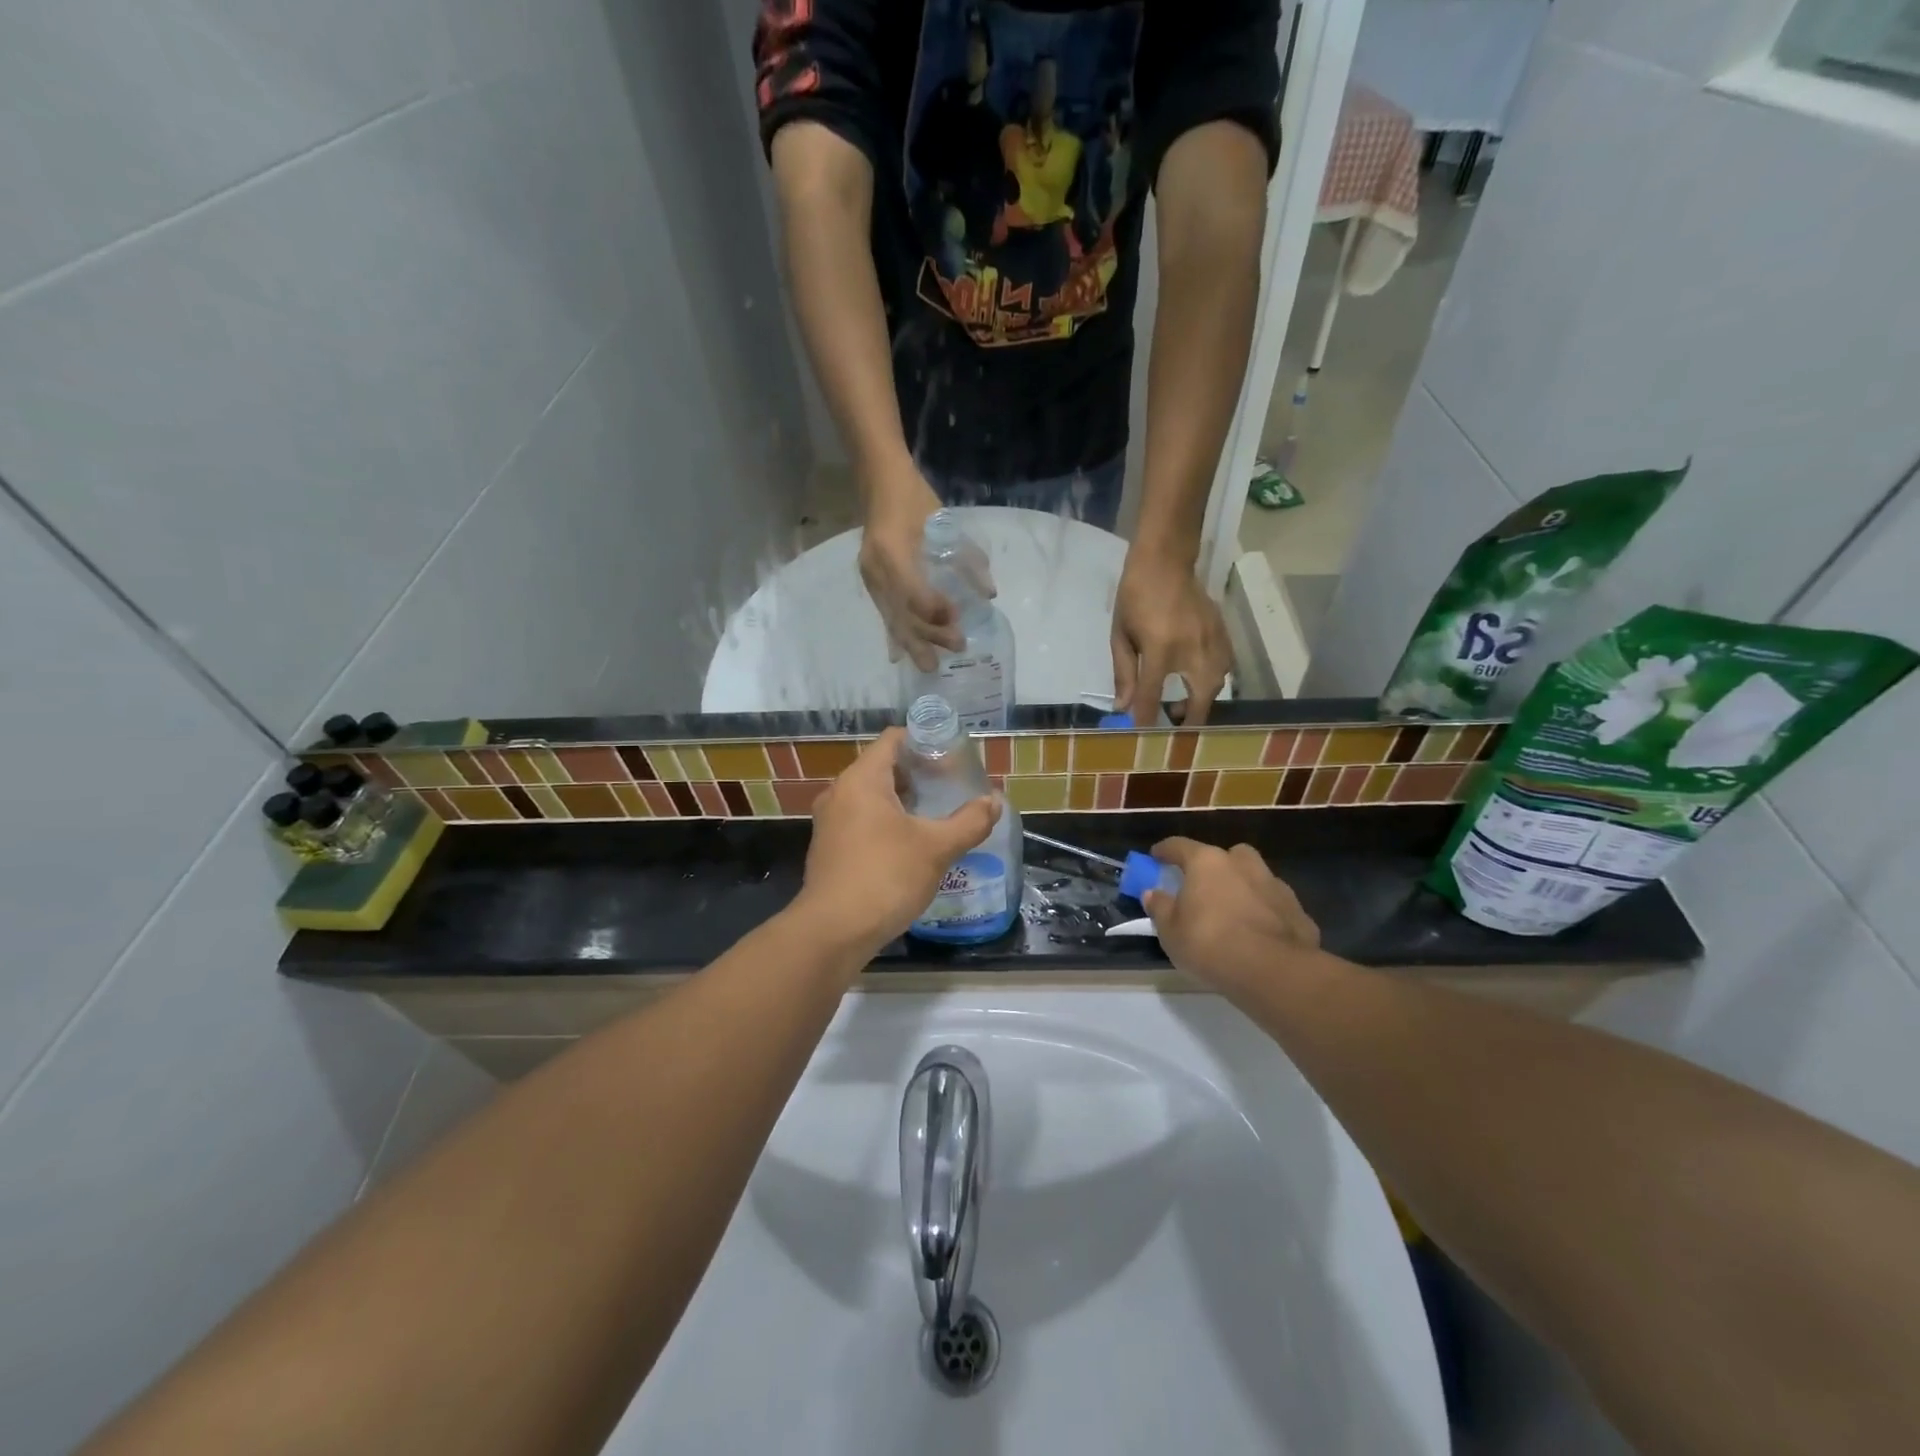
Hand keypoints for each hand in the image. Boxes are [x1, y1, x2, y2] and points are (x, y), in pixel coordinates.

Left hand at [797, 729, 1001, 958]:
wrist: (834, 932)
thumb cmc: (885, 877)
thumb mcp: (936, 848)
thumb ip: (969, 821)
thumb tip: (995, 801)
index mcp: (862, 780)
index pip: (893, 740)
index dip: (924, 742)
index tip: (952, 757)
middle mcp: (840, 792)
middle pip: (883, 767)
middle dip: (918, 774)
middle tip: (951, 787)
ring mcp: (830, 821)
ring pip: (871, 796)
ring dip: (903, 801)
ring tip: (936, 815)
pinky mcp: (828, 848)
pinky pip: (861, 820)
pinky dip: (886, 822)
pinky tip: (911, 844)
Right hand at [858, 465, 970, 670]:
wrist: (879, 482)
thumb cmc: (915, 498)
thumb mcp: (944, 523)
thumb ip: (967, 558)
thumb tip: (988, 594)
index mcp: (892, 551)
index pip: (913, 592)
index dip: (935, 609)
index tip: (957, 618)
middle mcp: (877, 569)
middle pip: (902, 612)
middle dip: (929, 634)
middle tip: (957, 647)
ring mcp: (870, 577)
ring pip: (892, 618)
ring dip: (913, 642)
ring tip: (930, 665)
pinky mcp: (871, 582)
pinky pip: (883, 613)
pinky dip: (894, 635)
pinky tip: (897, 657)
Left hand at [1111, 546, 1230, 725]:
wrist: (1166, 561)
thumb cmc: (1135, 596)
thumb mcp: (1121, 635)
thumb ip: (1124, 672)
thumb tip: (1123, 707)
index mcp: (1161, 649)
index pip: (1152, 696)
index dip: (1146, 720)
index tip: (1142, 737)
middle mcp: (1193, 650)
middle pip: (1200, 699)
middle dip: (1188, 719)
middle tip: (1171, 723)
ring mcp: (1214, 642)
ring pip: (1217, 686)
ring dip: (1202, 701)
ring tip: (1182, 703)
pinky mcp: (1225, 634)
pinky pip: (1225, 668)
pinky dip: (1212, 681)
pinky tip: (1196, 680)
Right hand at [1143, 838, 1320, 993]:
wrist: (1273, 972)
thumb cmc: (1210, 944)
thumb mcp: (1170, 931)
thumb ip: (1160, 908)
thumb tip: (1152, 893)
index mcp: (1207, 862)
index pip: (1179, 846)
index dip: (1165, 850)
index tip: (1155, 857)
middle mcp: (1242, 864)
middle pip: (1225, 856)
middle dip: (1214, 867)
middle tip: (1203, 888)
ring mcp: (1274, 885)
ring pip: (1254, 877)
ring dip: (1243, 888)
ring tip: (1233, 913)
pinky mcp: (1298, 910)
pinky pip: (1274, 905)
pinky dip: (1265, 913)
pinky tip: (1259, 934)